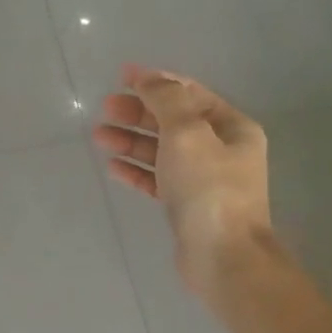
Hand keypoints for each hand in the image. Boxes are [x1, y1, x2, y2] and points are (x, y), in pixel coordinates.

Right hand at [93, 64, 272, 294]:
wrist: (223, 257)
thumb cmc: (208, 189)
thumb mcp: (187, 133)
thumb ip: (166, 100)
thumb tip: (148, 79)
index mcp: (232, 127)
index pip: (190, 93)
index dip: (156, 81)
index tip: (122, 75)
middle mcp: (222, 150)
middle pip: (174, 121)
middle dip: (139, 112)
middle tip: (105, 107)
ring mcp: (204, 180)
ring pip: (162, 151)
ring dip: (132, 140)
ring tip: (99, 135)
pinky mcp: (187, 206)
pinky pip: (158, 179)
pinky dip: (137, 170)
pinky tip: (113, 166)